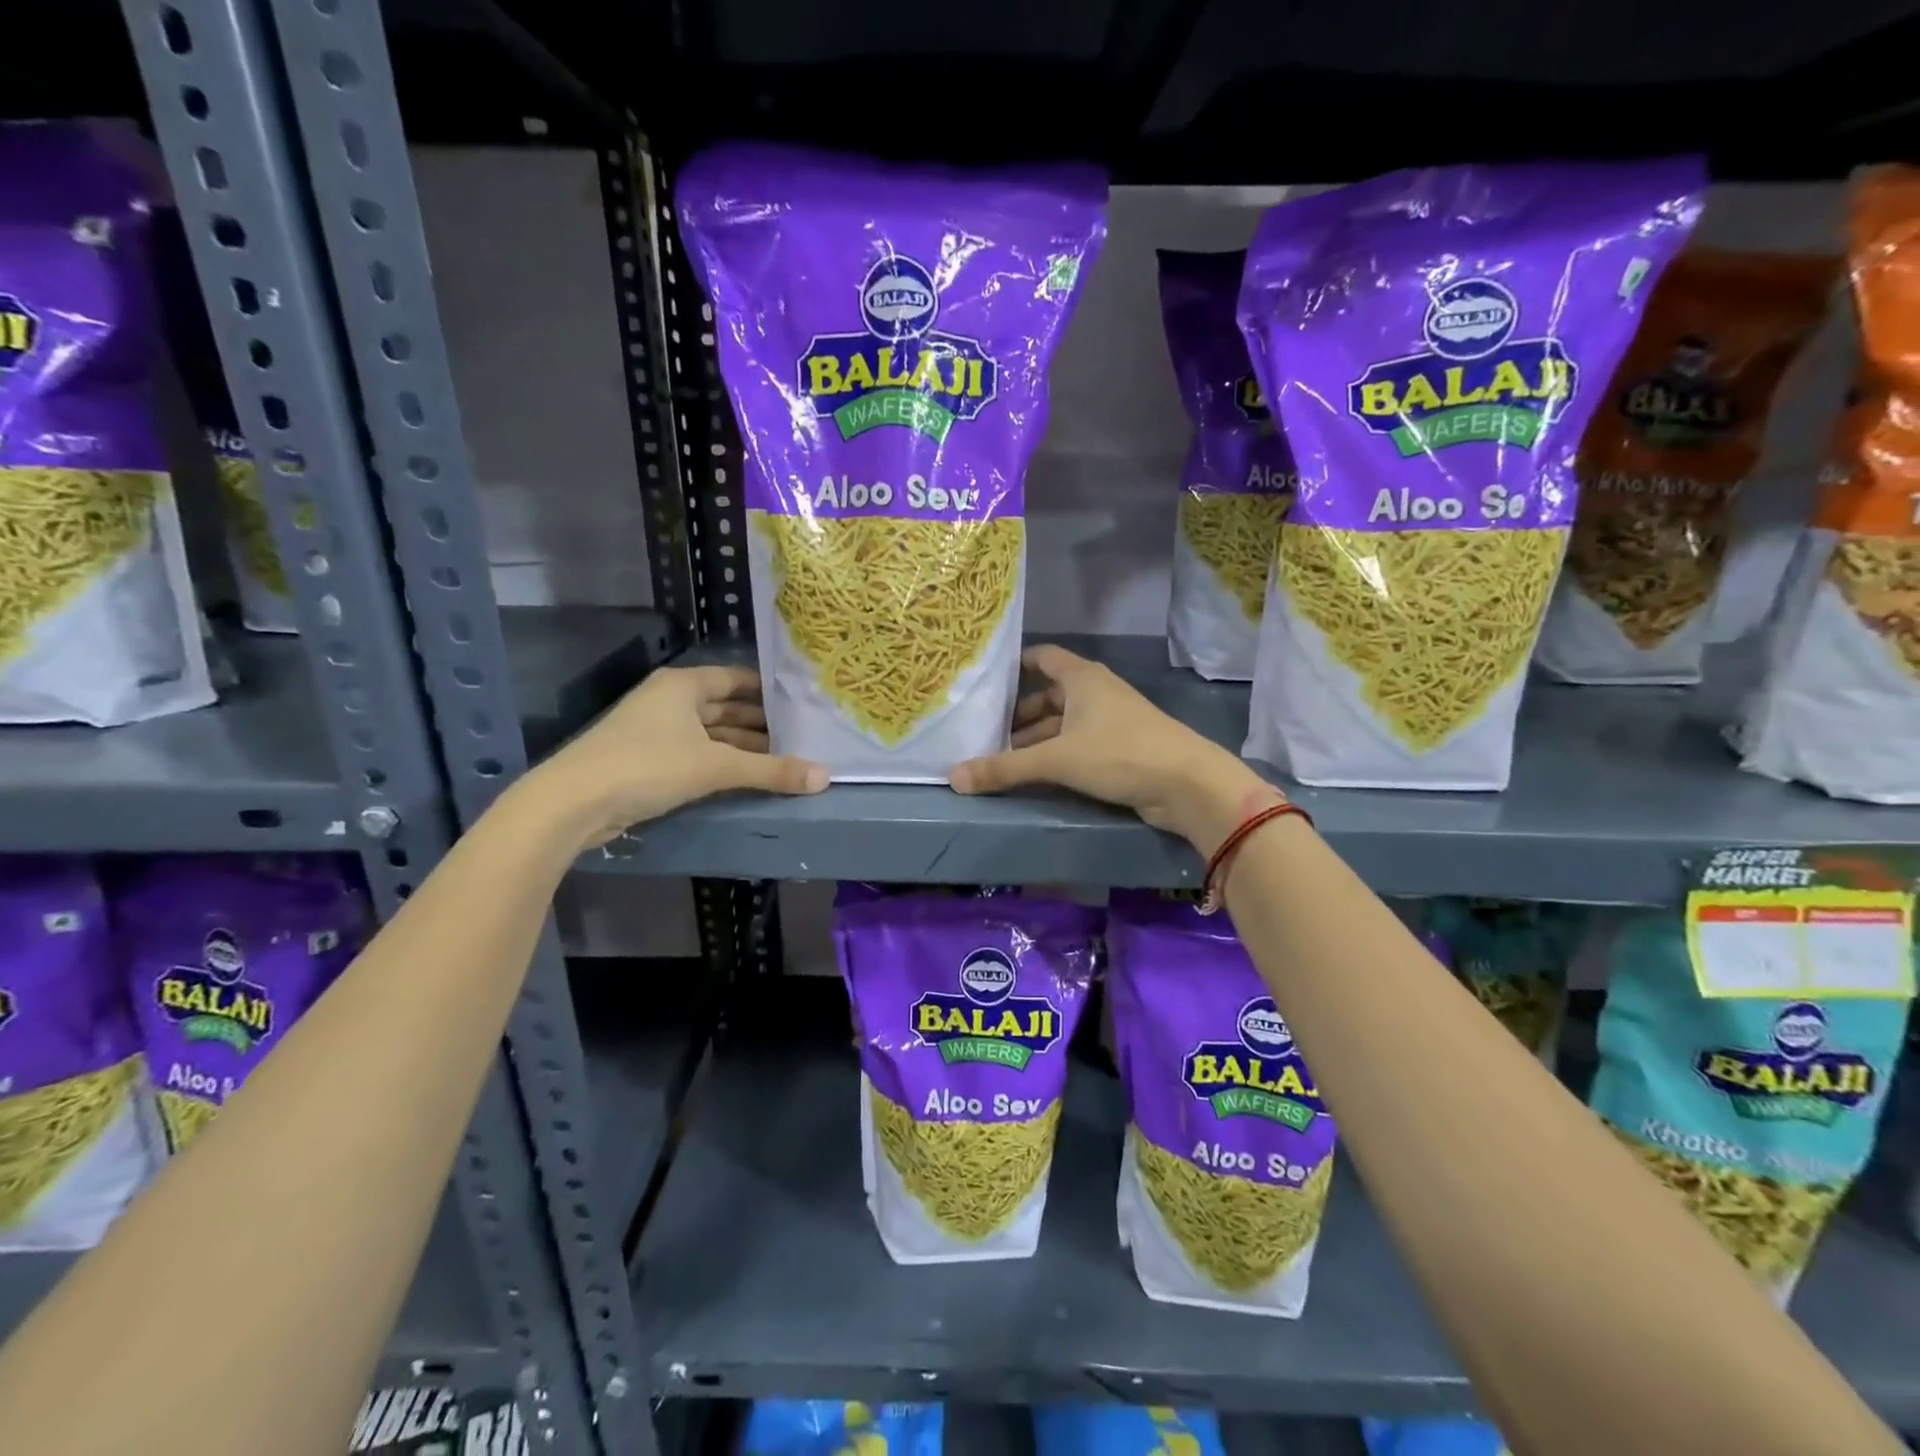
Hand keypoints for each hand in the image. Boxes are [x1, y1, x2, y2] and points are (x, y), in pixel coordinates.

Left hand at [523, 666, 825, 849]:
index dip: (768, 690)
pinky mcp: (647, 761)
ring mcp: (655, 731)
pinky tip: (747, 777)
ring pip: (711, 734)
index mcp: (683, 686)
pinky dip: (721, 763)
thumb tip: (825, 778)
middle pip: (725, 707)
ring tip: (783, 759)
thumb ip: (771, 771)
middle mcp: (669, 701)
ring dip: (742, 747)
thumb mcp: (716, 766)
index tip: (801, 702)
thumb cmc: (647, 766)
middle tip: (802, 736)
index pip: (736, 679)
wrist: (573, 803)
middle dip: (761, 723)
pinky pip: (696, 754)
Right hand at [949, 645, 1278, 854]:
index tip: (988, 679)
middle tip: (986, 731)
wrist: (1186, 783)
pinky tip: (1036, 774)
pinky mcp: (1121, 749)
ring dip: (1036, 738)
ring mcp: (1111, 721)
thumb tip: (953, 778)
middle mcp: (1096, 692)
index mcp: (1082, 678)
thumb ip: (1005, 768)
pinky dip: (1056, 754)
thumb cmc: (1119, 753)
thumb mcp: (1056, 759)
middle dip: (1019, 713)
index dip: (1017, 665)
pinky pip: (1078, 745)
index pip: (1043, 657)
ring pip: (1063, 723)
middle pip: (1049, 695)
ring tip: (1003, 757)